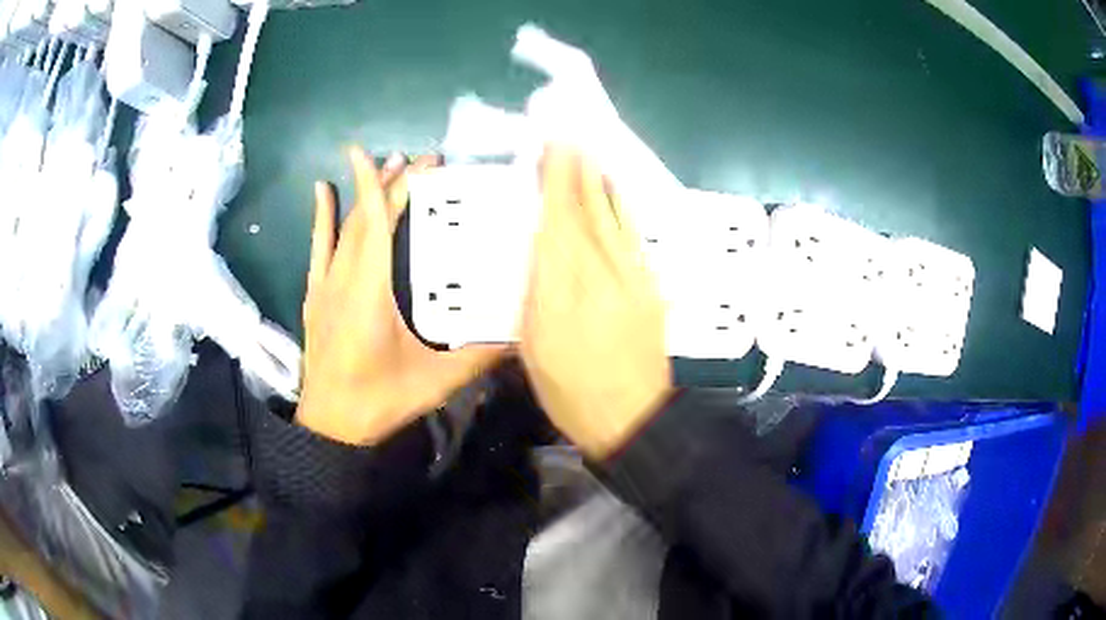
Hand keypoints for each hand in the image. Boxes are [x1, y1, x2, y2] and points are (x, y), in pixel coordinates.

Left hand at [297, 148, 502, 445]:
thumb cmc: (379, 401)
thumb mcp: (435, 382)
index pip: (378, 225)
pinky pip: (318, 247)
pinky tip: (322, 190)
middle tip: (421, 161)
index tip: (410, 159)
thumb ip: (480, 356)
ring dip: (364, 194)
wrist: (330, 424)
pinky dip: (322, 216)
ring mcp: (325, 285)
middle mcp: (344, 279)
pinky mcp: (315, 295)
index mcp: (370, 292)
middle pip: (366, 218)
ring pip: (344, 228)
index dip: (390, 187)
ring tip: (387, 164)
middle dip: (392, 184)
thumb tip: (523, 333)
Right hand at [520, 146, 672, 458]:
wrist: (633, 417)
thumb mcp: (534, 351)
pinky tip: (616, 192)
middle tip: (568, 138)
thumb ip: (533, 297)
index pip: (554, 227)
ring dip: (600, 181)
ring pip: (612, 219)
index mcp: (560, 296)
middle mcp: (597, 278)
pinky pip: (635, 238)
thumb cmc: (571, 392)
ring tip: (590, 151)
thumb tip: (536, 253)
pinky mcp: (651, 287)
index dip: (552, 186)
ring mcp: (630, 280)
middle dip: (575, 172)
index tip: (549, 153)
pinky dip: (624, 209)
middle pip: (584, 214)